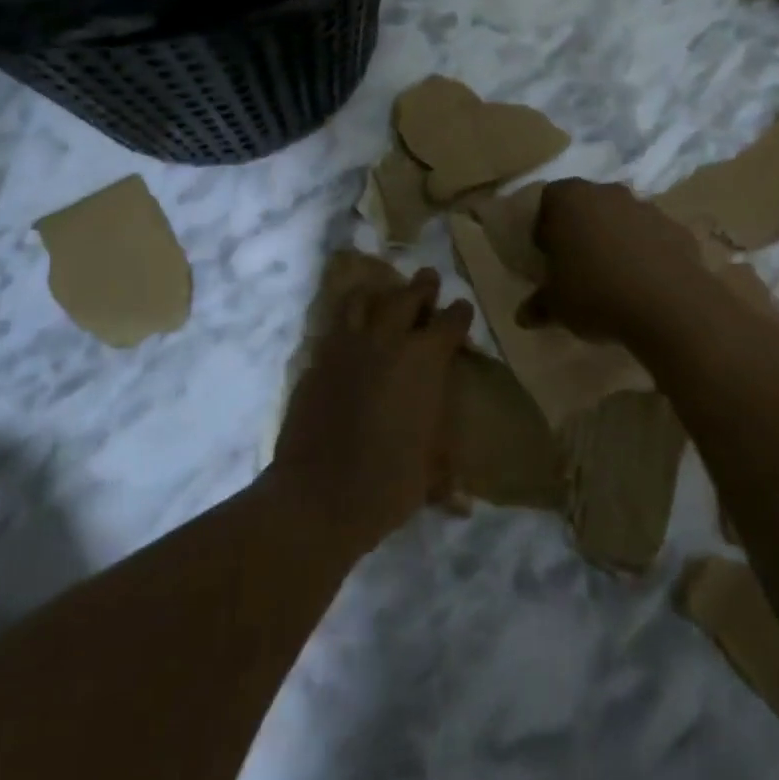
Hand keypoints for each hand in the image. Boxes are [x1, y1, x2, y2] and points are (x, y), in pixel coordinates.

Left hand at [271, 268, 473, 555]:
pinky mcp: (316, 361)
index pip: (449, 323)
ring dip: (377, 294)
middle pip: (406, 298)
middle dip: (421, 287)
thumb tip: (461, 501)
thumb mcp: (429, 477)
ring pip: (362, 301)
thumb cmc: (388, 484)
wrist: (318, 495)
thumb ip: (445, 474)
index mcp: (424, 362)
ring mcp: (346, 348)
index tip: (462, 307)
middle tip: (428, 278)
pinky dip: (345, 322)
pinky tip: (348, 331)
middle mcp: (387, 343)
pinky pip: (334, 328)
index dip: (459, 313)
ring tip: (382, 293)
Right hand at [529, 179, 708, 341]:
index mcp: (570, 200)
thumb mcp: (555, 306)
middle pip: (588, 204)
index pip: (549, 200)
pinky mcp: (677, 229)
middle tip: (577, 265)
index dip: (545, 225)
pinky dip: (647, 254)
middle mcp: (608, 193)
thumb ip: (538, 305)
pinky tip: (645, 285)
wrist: (668, 305)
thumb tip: (523, 316)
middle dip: (582, 229)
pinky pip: (653, 237)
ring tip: (614, 278)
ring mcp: (647, 208)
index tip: (547, 254)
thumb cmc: (595, 294)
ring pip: (622, 219)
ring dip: (616, 239)